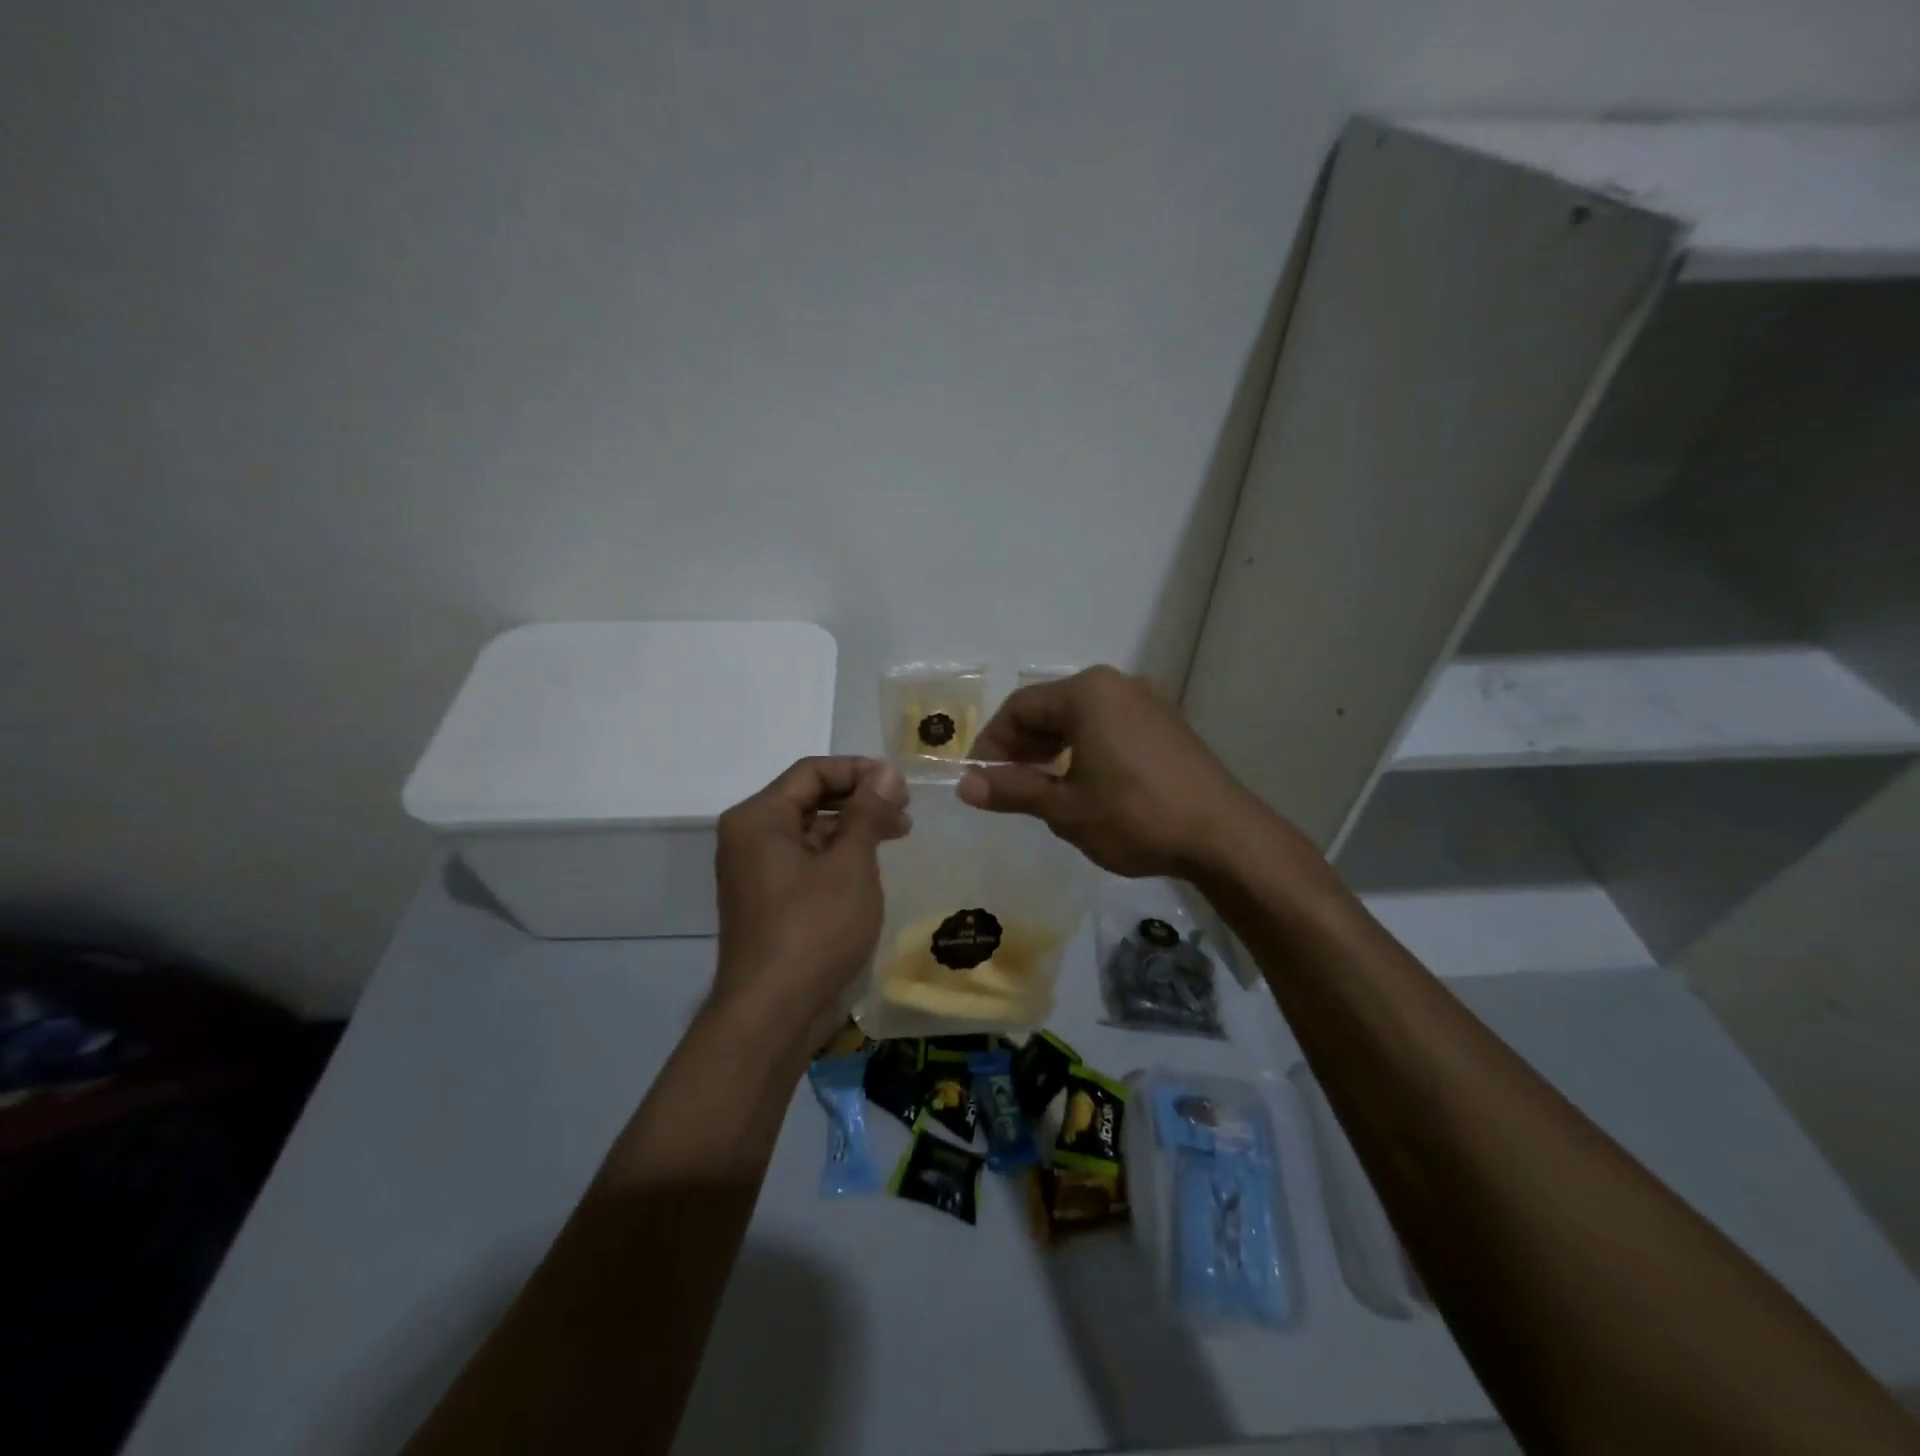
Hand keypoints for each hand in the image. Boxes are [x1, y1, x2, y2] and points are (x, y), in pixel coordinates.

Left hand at [713, 757, 908, 1040]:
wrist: (773, 1015)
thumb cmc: (814, 929)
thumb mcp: (850, 864)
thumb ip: (868, 812)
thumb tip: (885, 772)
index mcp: (759, 818)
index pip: (812, 772)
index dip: (859, 771)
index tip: (900, 787)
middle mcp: (750, 838)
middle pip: (809, 799)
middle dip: (859, 800)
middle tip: (904, 813)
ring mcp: (757, 872)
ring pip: (810, 832)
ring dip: (853, 829)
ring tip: (896, 836)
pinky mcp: (769, 901)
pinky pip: (806, 862)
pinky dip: (838, 857)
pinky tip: (871, 867)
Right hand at [958, 666, 1266, 879]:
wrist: (1224, 836)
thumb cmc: (1135, 817)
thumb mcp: (1065, 808)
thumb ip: (1013, 791)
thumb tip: (965, 786)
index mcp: (1088, 692)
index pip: (1019, 708)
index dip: (991, 744)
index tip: (978, 780)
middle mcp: (1117, 684)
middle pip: (1050, 708)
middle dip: (1021, 747)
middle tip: (1005, 786)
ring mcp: (1148, 702)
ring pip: (1081, 718)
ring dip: (1051, 749)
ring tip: (1039, 788)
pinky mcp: (1167, 724)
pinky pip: (1109, 726)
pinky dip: (1084, 749)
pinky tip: (1082, 783)